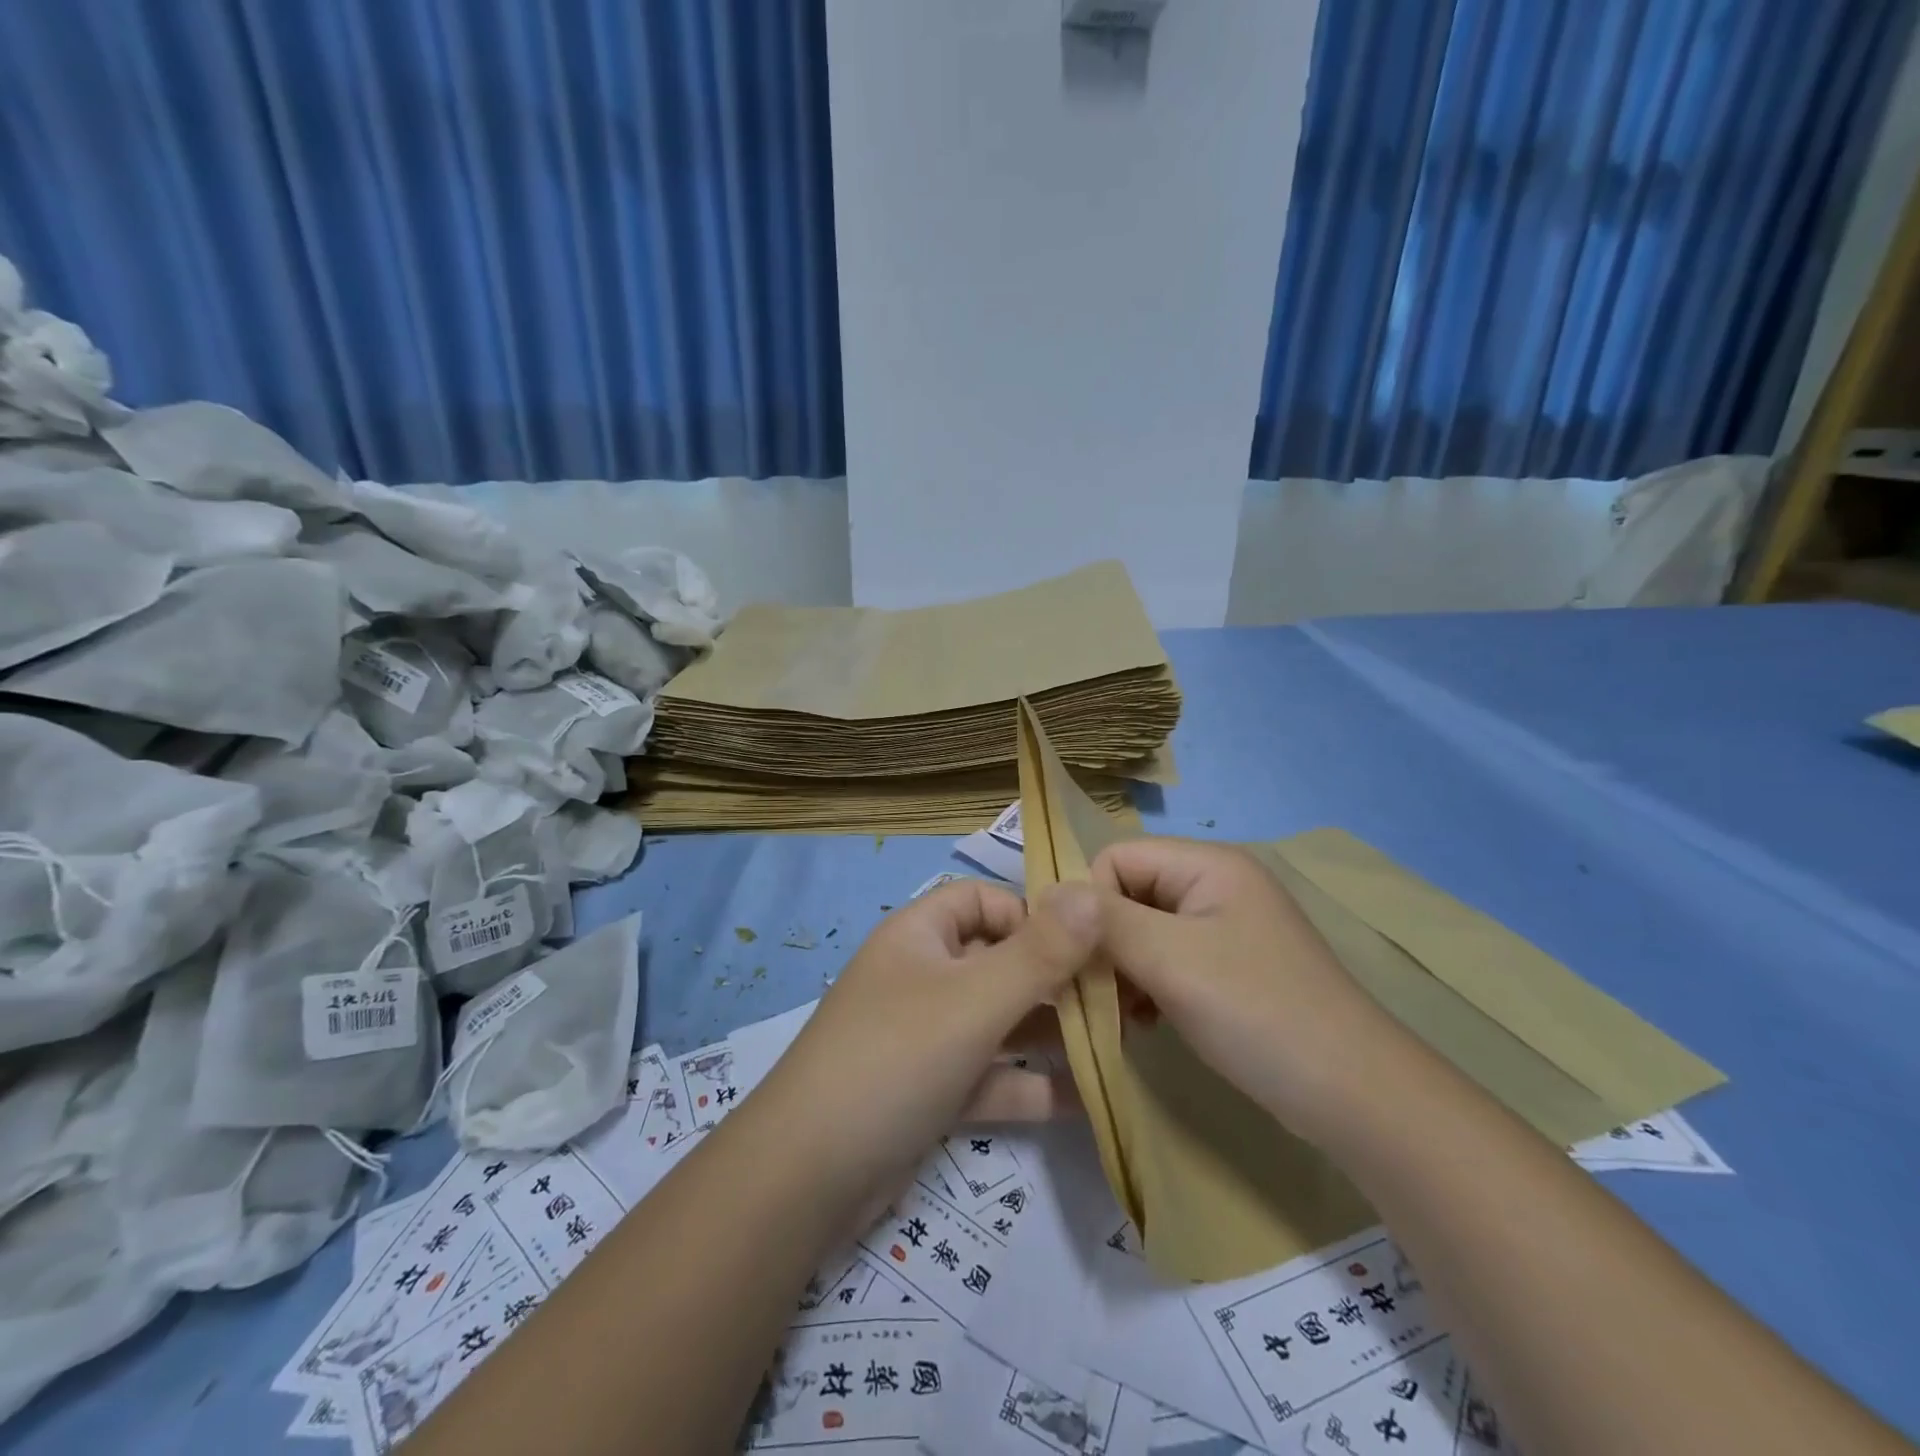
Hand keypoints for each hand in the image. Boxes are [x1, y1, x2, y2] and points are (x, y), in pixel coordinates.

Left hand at [754, 878, 1099, 1208]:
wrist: (806, 1178)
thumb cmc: (895, 1059)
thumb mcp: (974, 1001)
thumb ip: (1040, 953)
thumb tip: (1092, 897)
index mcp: (920, 936)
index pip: (982, 899)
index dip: (1031, 914)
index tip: (1085, 946)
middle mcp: (923, 977)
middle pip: (998, 961)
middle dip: (1054, 978)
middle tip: (1119, 1000)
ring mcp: (926, 1038)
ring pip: (999, 1022)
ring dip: (1051, 1033)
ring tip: (1119, 1045)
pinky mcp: (932, 1093)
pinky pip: (991, 1075)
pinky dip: (1032, 1085)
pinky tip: (1091, 1100)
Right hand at [1091, 838, 1399, 1143]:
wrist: (1354, 1095)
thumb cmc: (1257, 1012)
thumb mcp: (1170, 960)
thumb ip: (1105, 921)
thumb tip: (1049, 895)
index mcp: (1207, 864)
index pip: (1115, 858)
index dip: (1091, 904)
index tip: (1085, 960)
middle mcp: (1216, 883)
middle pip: (1129, 893)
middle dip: (1107, 942)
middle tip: (1104, 996)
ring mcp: (1225, 926)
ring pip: (1143, 930)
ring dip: (1124, 969)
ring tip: (1128, 1015)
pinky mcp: (1230, 965)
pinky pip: (1167, 958)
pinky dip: (1148, 986)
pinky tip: (1149, 1021)